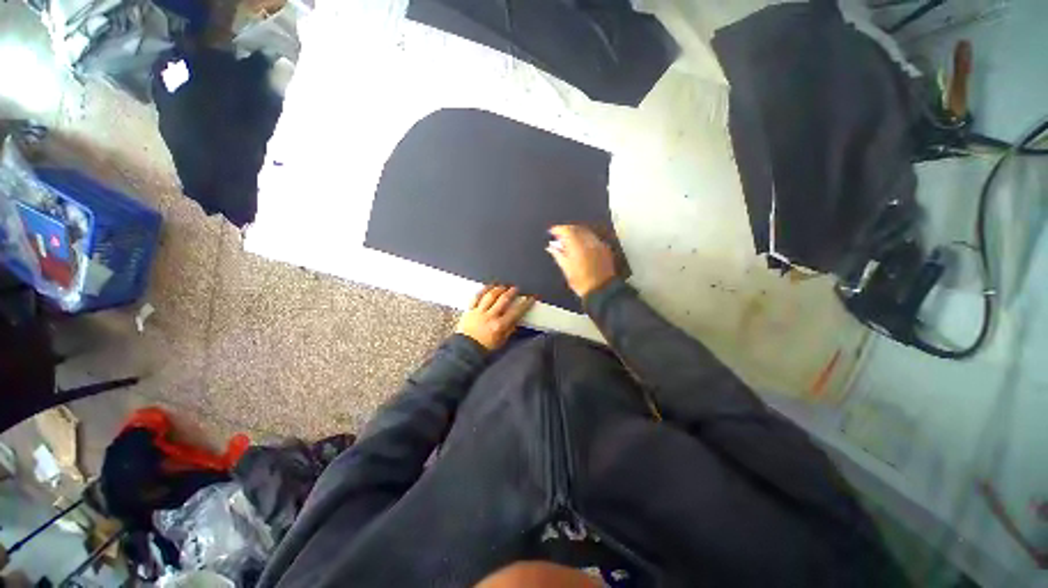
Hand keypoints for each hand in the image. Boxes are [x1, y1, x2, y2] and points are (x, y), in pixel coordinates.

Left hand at [456, 285, 535, 350]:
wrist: (465, 350)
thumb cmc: (485, 348)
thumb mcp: (502, 341)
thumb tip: (517, 319)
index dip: (526, 303)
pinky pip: (477, 296)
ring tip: (504, 286)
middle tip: (516, 288)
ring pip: (490, 295)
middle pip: (503, 299)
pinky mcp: (470, 310)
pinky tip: (488, 287)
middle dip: (512, 292)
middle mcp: (490, 316)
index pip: (516, 311)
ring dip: (499, 289)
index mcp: (499, 326)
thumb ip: (510, 329)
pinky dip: (483, 290)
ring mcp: (479, 312)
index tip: (531, 298)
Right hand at [547, 225, 617, 297]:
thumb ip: (558, 255)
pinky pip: (593, 238)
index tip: (552, 231)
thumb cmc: (581, 282)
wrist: (601, 290)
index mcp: (578, 246)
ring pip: (586, 232)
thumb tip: (551, 247)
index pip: (567, 231)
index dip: (558, 229)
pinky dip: (585, 238)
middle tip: (559, 235)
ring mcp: (599, 244)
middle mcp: (589, 242)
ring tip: (569, 240)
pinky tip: (581, 245)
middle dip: (567, 229)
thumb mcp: (566, 269)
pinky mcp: (605, 248)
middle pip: (577, 228)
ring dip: (576, 232)